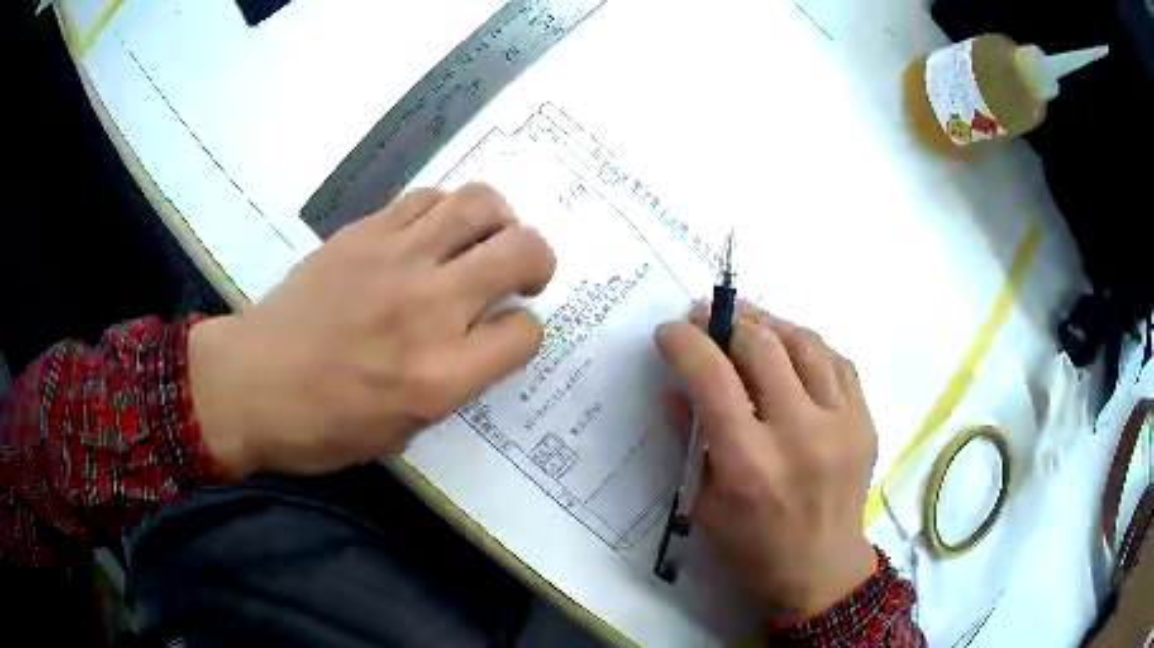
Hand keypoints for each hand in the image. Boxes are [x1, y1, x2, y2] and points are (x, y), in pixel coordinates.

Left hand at [188, 184, 555, 478]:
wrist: (250, 384)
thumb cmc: (322, 426)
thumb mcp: (403, 432)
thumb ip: (455, 382)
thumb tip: (480, 340)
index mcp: (440, 376)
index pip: (525, 332)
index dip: (525, 332)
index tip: (506, 334)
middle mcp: (428, 308)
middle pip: (521, 250)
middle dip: (538, 260)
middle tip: (522, 274)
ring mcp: (394, 259)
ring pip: (480, 204)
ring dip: (499, 221)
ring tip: (483, 240)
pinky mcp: (363, 232)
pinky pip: (427, 199)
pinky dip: (447, 211)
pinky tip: (435, 233)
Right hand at [655, 302, 877, 623]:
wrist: (821, 569)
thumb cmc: (753, 547)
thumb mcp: (703, 504)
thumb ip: (688, 439)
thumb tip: (672, 387)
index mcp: (749, 463)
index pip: (713, 377)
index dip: (685, 342)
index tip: (669, 332)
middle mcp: (799, 434)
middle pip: (762, 345)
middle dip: (726, 321)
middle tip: (707, 318)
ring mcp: (841, 423)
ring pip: (805, 342)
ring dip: (769, 324)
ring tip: (748, 325)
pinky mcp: (865, 421)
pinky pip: (837, 361)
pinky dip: (807, 347)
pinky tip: (790, 352)